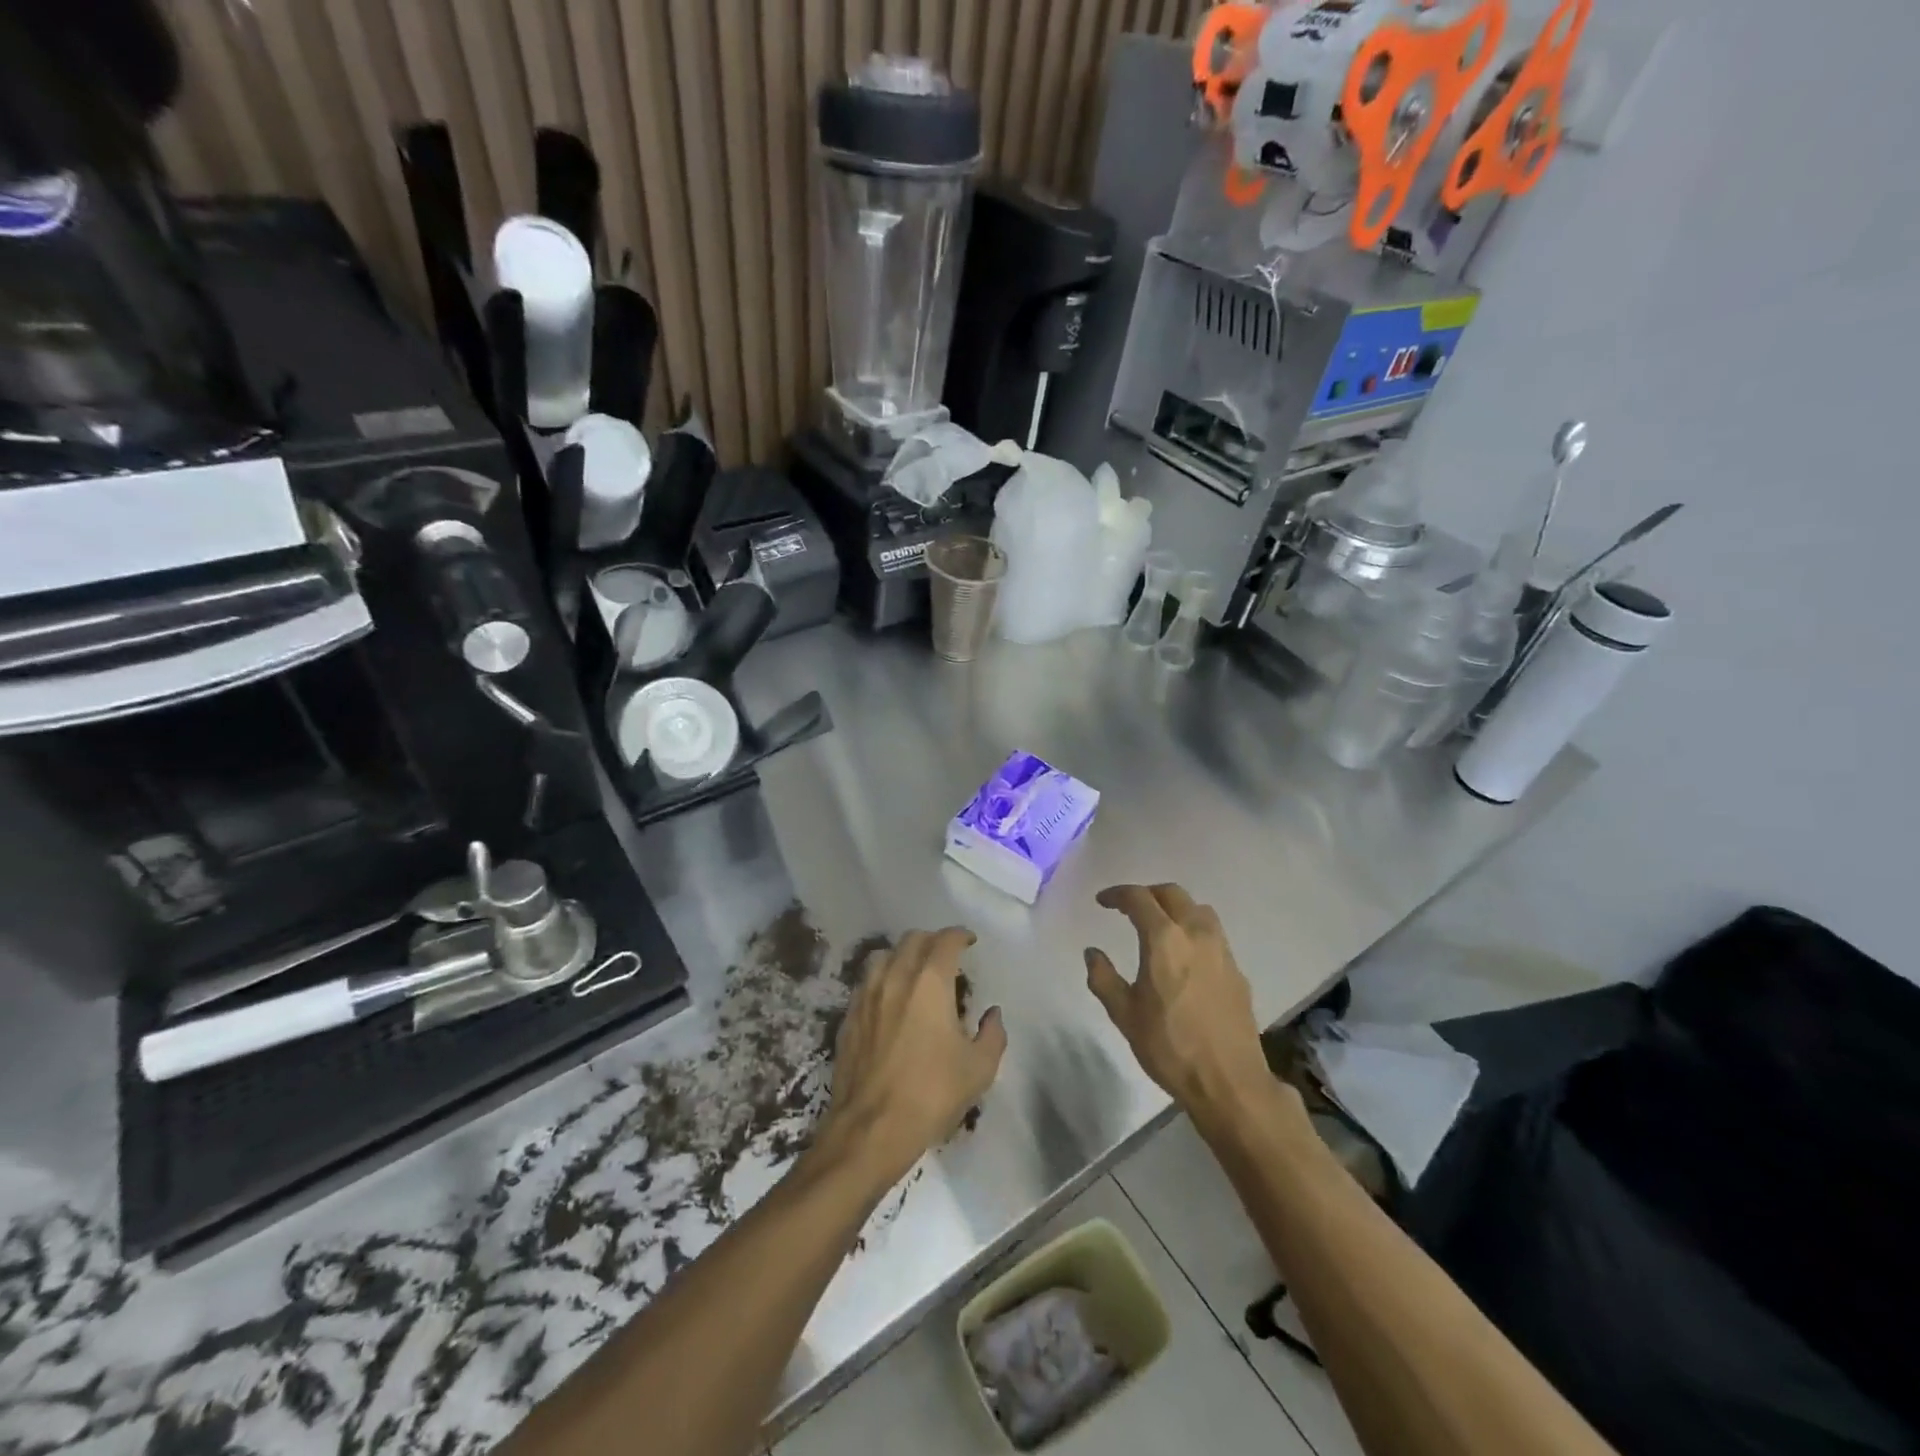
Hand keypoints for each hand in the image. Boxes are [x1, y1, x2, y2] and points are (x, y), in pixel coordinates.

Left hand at [817, 927, 1006, 1185]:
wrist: (871, 1129)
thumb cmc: (931, 1094)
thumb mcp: (979, 1069)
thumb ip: (992, 1034)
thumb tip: (992, 1014)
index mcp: (930, 983)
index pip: (945, 941)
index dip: (960, 935)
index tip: (969, 941)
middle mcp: (895, 978)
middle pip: (912, 940)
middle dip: (932, 941)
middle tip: (946, 955)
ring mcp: (866, 996)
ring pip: (883, 956)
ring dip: (903, 955)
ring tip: (915, 971)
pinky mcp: (849, 1017)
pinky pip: (866, 982)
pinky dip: (883, 979)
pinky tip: (890, 999)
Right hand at [1086, 884, 1270, 1124]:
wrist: (1229, 1082)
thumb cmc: (1169, 1047)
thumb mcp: (1125, 1015)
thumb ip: (1104, 978)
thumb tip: (1093, 953)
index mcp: (1165, 940)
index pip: (1139, 898)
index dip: (1118, 894)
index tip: (1102, 902)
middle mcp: (1196, 934)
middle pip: (1172, 894)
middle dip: (1147, 894)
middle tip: (1129, 908)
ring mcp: (1222, 950)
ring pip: (1198, 910)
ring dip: (1175, 908)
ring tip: (1159, 925)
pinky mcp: (1237, 970)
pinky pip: (1213, 934)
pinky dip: (1194, 930)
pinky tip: (1184, 955)